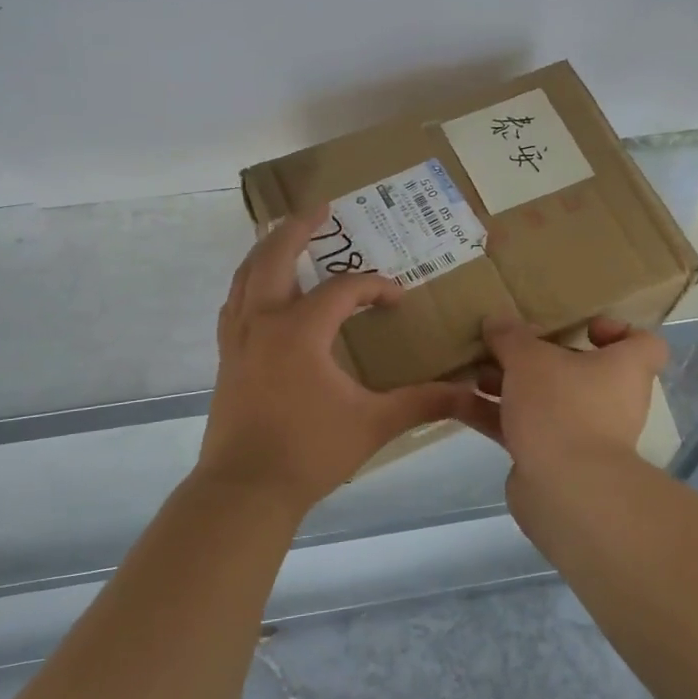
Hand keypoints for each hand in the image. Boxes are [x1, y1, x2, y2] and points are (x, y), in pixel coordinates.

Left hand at [197, 210, 482, 514]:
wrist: (245, 490)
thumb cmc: (309, 452)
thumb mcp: (374, 424)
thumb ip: (422, 402)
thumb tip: (470, 393)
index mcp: (300, 330)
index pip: (344, 289)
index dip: (375, 287)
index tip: (398, 299)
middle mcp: (264, 321)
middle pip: (275, 256)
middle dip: (299, 228)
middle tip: (320, 208)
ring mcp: (239, 337)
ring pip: (246, 275)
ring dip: (267, 249)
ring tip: (286, 235)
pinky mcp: (227, 356)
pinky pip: (235, 303)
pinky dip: (248, 283)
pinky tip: (259, 290)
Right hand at [469, 316, 667, 473]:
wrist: (565, 491)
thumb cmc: (563, 406)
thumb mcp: (530, 358)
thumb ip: (511, 336)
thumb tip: (497, 321)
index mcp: (624, 369)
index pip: (643, 344)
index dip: (617, 332)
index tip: (584, 328)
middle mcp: (610, 400)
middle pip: (577, 371)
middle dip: (534, 358)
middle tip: (504, 346)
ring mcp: (581, 433)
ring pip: (541, 399)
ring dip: (504, 385)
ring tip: (468, 371)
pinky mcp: (551, 459)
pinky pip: (521, 427)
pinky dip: (492, 415)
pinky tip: (452, 403)